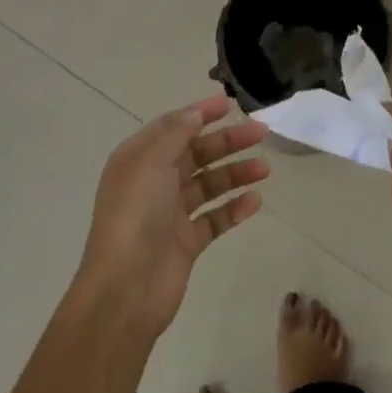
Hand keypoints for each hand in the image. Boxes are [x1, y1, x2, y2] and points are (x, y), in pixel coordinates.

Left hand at [72, 96, 268, 338]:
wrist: (126, 288)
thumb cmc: (135, 215)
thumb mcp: (150, 162)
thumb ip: (175, 133)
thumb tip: (194, 114)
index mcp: (138, 159)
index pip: (173, 127)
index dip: (200, 113)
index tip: (230, 104)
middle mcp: (153, 182)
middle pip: (195, 154)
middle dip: (227, 142)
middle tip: (261, 133)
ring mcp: (170, 214)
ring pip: (208, 185)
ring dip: (235, 173)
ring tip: (265, 169)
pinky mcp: (186, 242)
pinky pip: (214, 218)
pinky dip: (234, 208)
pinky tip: (255, 202)